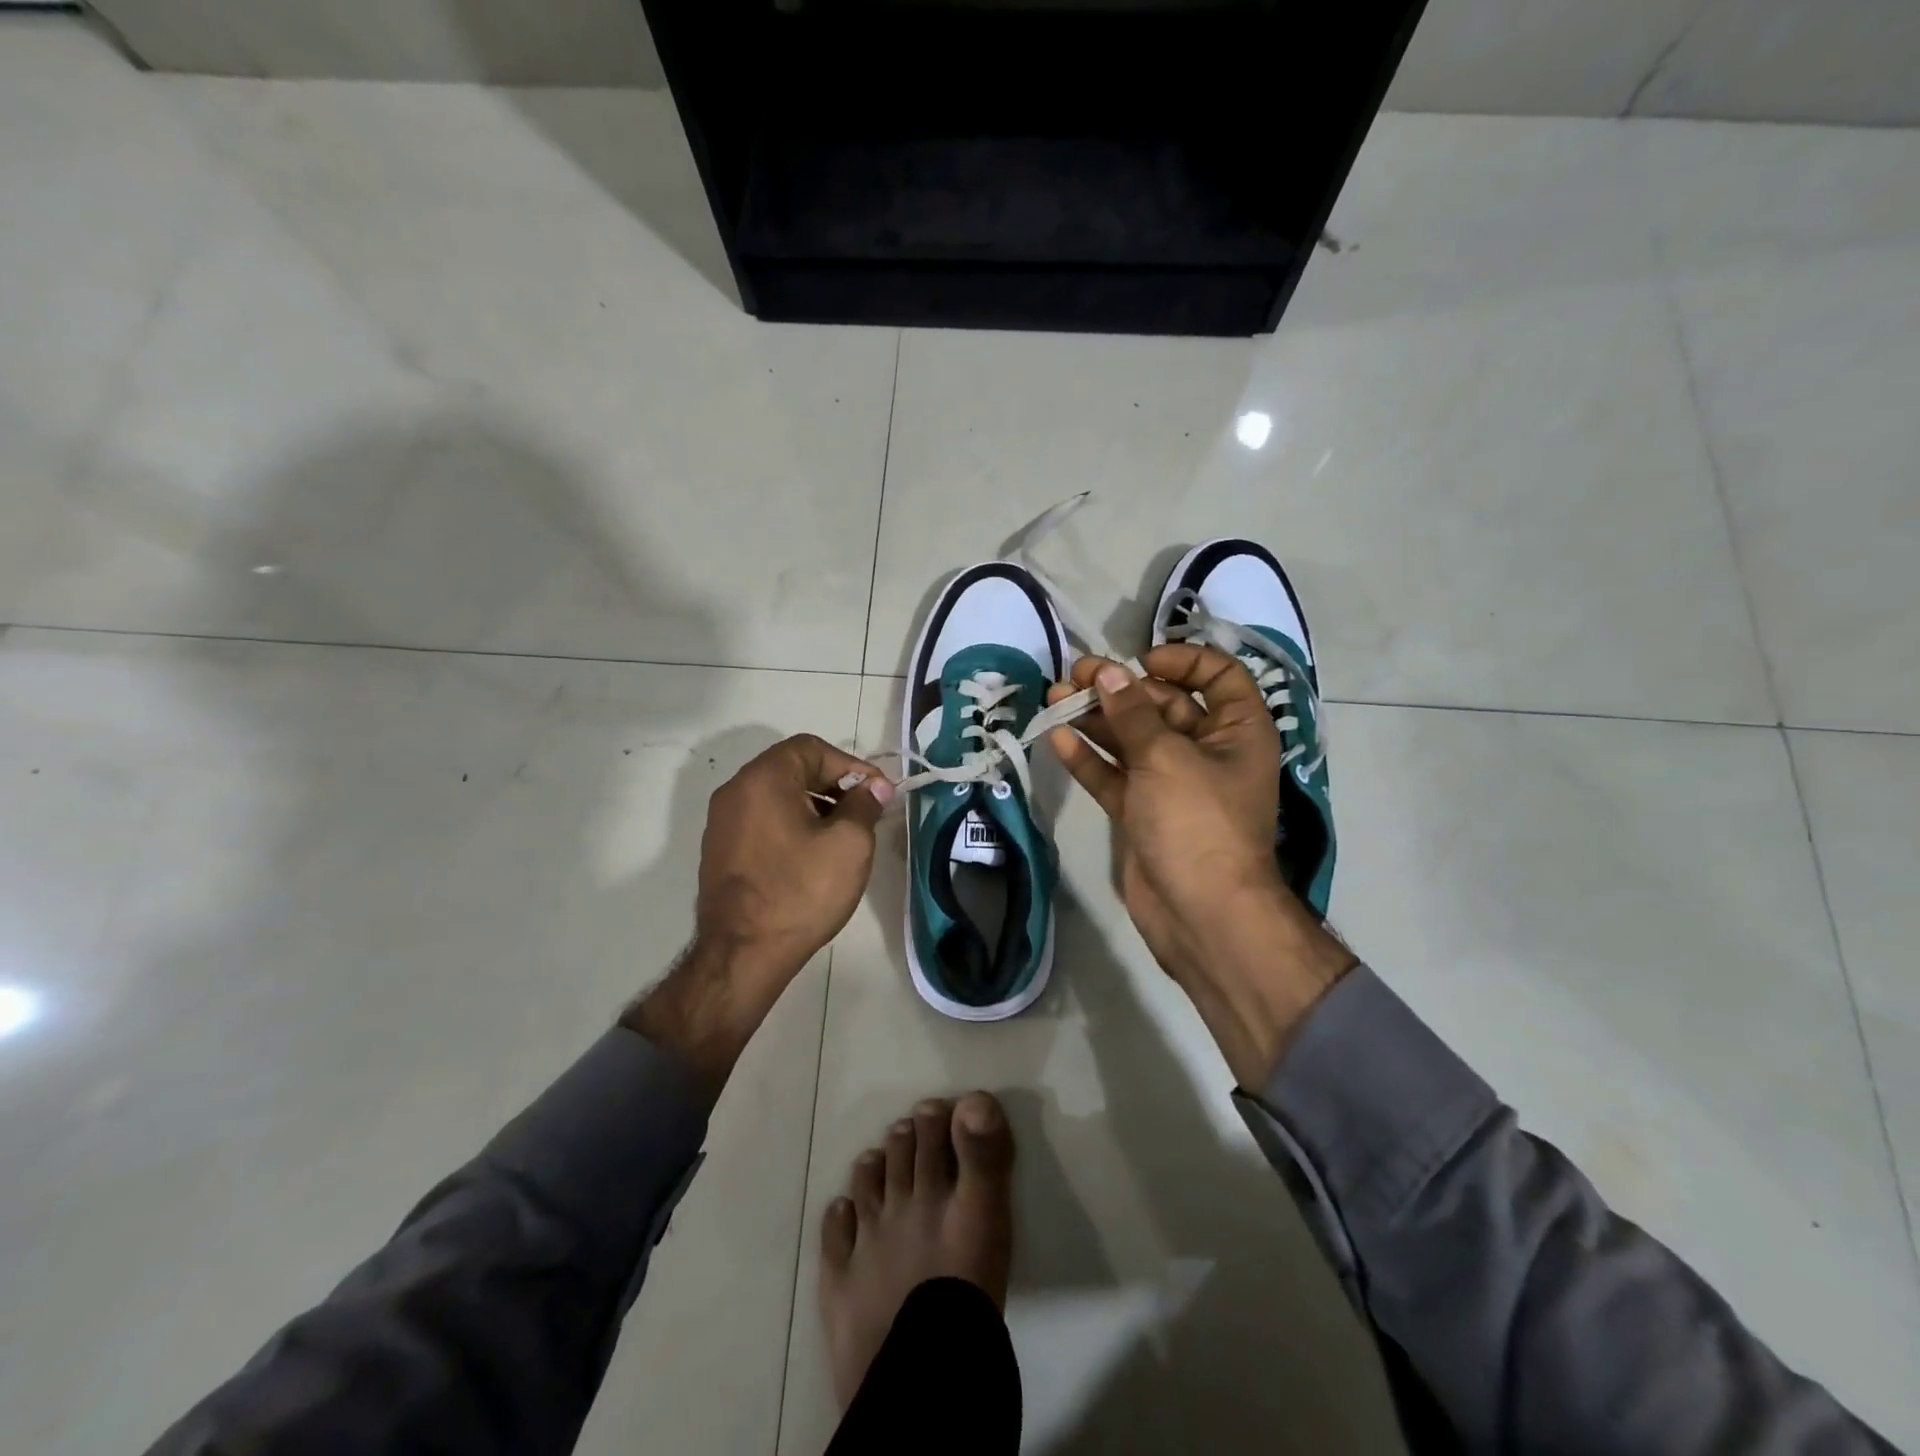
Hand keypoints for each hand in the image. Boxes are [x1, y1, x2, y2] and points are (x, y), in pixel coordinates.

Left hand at [627, 734, 892, 1087]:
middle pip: (792, 769)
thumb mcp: (849, 844)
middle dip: (834, 785)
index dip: (850, 764)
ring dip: (814, 806)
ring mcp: (722, 822)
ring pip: (777, 796)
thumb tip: (874, 787)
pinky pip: (762, 821)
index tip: (876, 793)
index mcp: (763, 779)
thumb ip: (865, 805)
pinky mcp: (719, 850)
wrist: (742, 955)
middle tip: (864, 814)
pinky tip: (812, 857)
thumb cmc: (800, 892)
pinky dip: (791, 825)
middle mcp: (735, 791)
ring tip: (843, 837)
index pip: (812, 748)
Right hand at [1047, 647, 1354, 1085]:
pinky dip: (1089, 758)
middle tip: (1074, 676)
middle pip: (1162, 705)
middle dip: (1119, 688)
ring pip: (1131, 740)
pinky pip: (1114, 776)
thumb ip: (1132, 712)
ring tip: (1054, 698)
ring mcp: (1171, 784)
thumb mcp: (1165, 757)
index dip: (1182, 660)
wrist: (1201, 915)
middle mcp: (1207, 751)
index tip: (1140, 661)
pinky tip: (1058, 739)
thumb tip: (1107, 671)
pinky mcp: (1142, 813)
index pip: (1218, 676)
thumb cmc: (1198, 822)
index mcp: (1236, 731)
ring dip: (1095, 719)